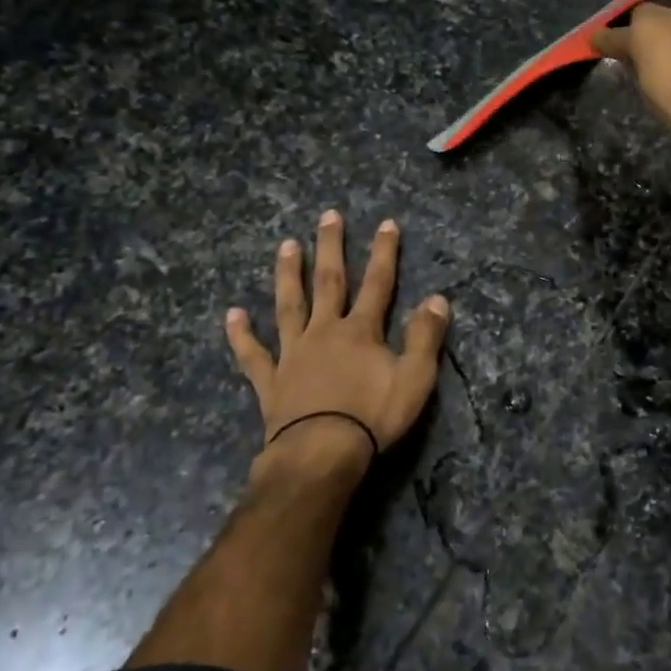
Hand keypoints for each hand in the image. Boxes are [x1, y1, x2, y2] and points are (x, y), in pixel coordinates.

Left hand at [225, 211, 450, 469]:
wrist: (321, 454)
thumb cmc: (373, 417)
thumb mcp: (415, 378)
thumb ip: (425, 336)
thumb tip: (437, 298)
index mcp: (361, 331)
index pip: (378, 283)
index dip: (384, 253)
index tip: (386, 224)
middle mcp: (325, 331)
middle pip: (329, 282)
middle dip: (331, 247)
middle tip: (328, 216)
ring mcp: (293, 353)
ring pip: (289, 306)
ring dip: (288, 274)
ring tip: (286, 246)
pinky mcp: (271, 380)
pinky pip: (253, 354)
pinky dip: (242, 335)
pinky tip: (232, 314)